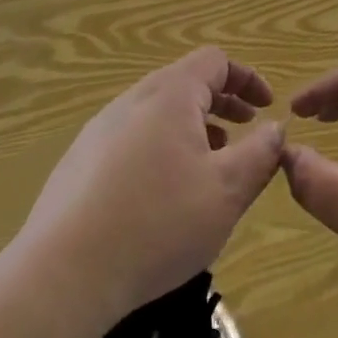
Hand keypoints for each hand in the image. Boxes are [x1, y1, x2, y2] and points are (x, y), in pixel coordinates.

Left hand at [18, 48, 283, 323]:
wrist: (62, 276)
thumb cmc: (158, 223)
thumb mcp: (228, 190)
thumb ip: (260, 153)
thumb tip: (275, 129)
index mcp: (170, 94)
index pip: (215, 61)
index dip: (247, 79)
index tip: (267, 109)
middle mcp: (132, 100)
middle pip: (185, 83)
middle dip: (222, 103)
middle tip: (246, 131)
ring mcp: (99, 131)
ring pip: (157, 112)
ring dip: (192, 127)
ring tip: (210, 164)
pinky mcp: (78, 164)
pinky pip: (132, 139)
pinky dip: (161, 148)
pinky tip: (164, 195)